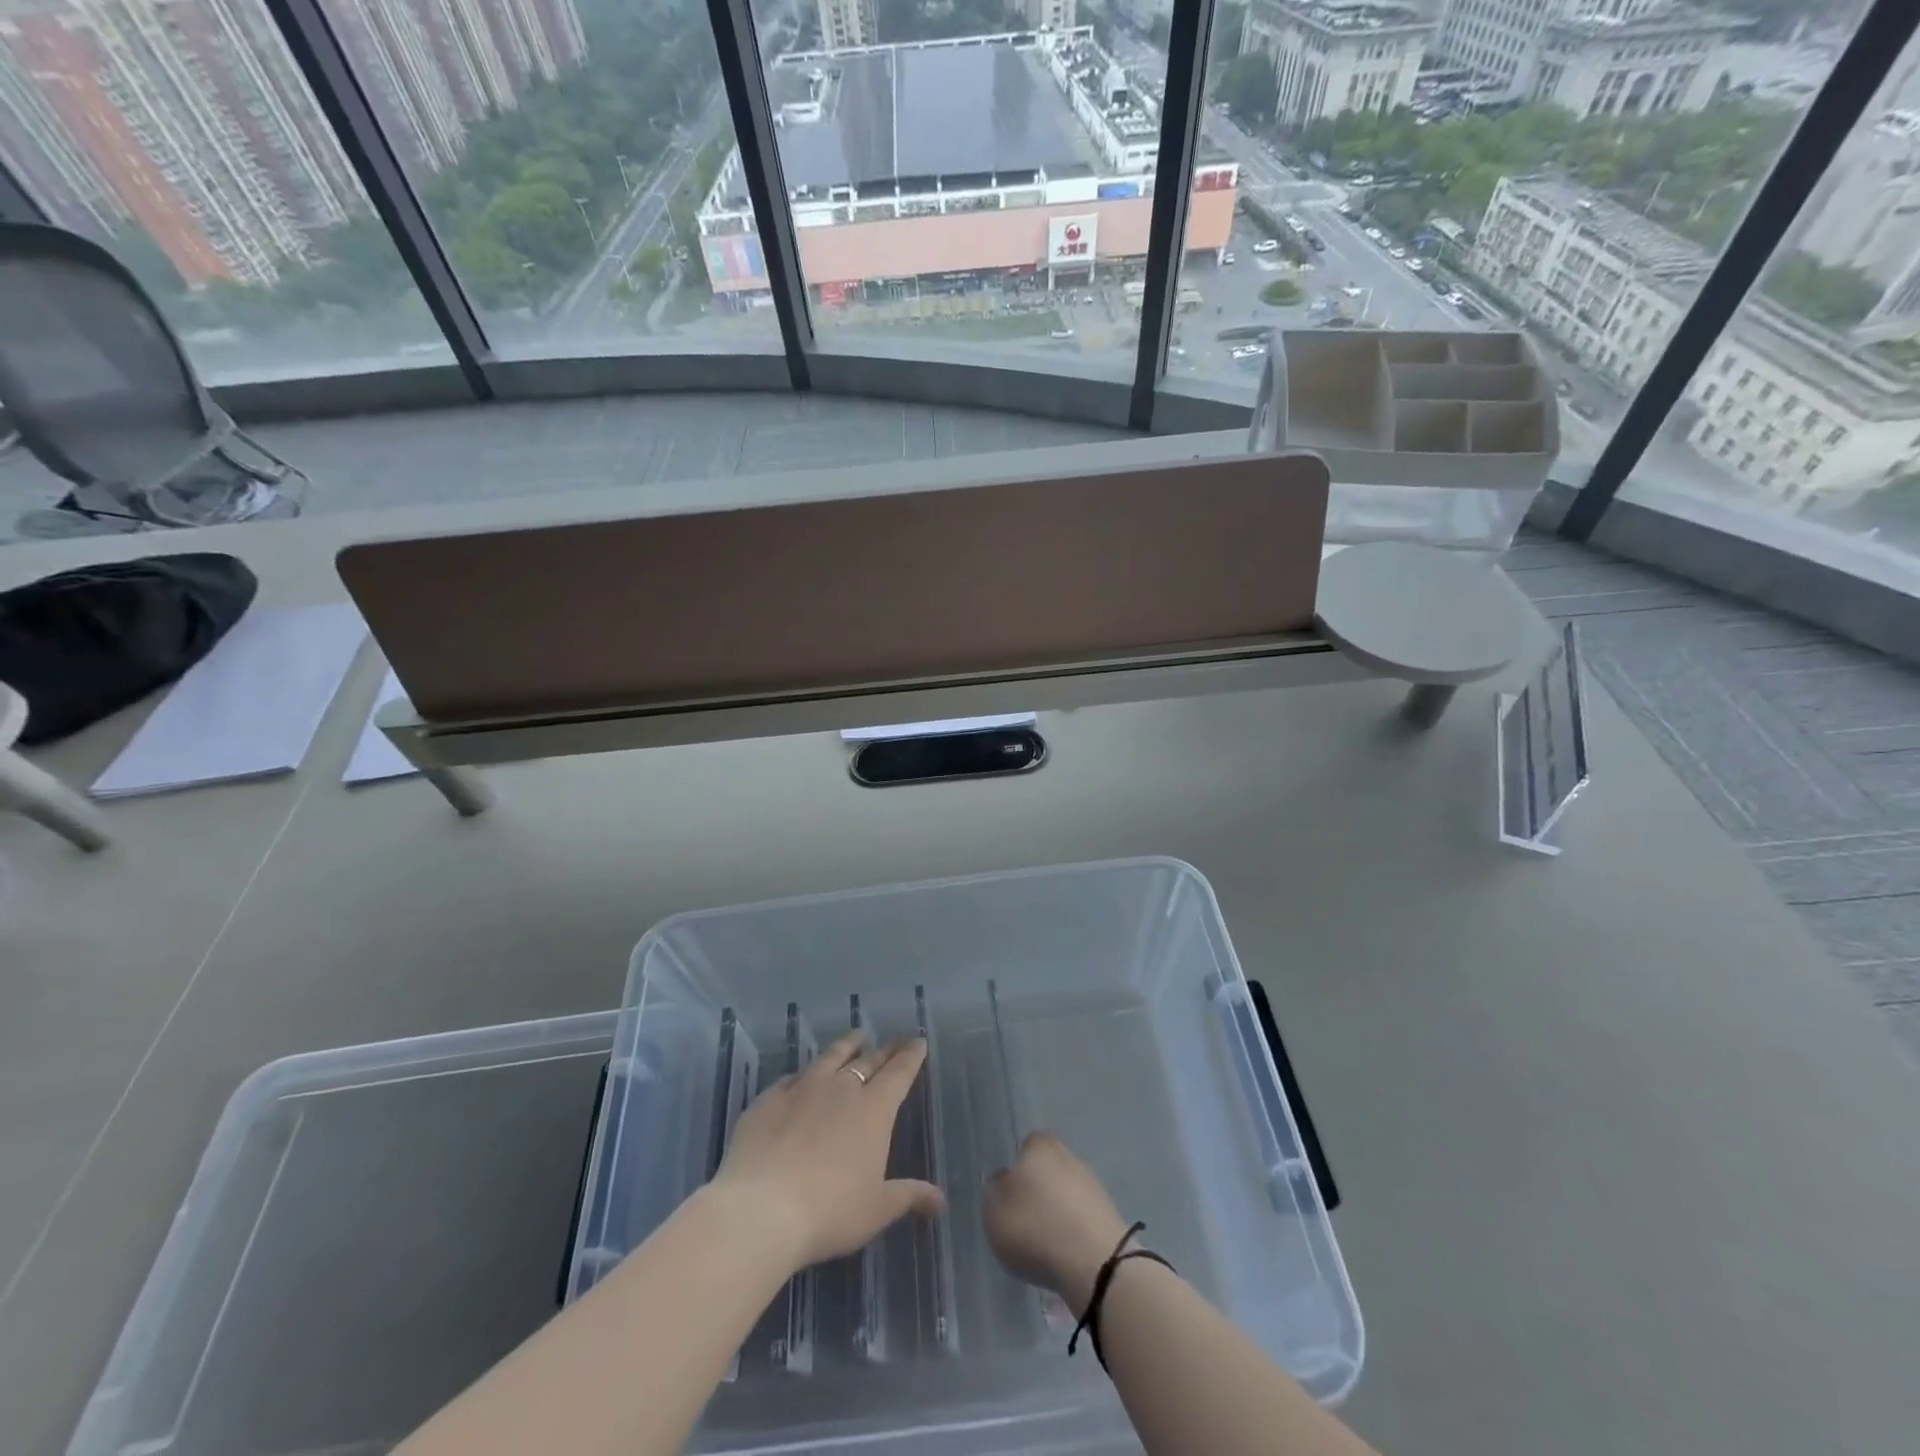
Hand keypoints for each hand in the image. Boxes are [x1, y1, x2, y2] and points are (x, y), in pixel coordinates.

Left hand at [710, 1031, 944, 1272]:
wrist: (761, 1209)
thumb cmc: (829, 1211)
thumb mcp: (876, 1210)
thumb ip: (908, 1197)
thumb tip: (941, 1200)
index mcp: (873, 1110)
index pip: (898, 1073)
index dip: (910, 1057)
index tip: (918, 1041)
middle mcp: (840, 1089)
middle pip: (867, 1061)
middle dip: (884, 1050)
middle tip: (894, 1042)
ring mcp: (802, 1089)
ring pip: (830, 1057)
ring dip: (847, 1045)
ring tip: (856, 1036)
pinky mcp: (768, 1099)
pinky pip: (791, 1078)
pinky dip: (803, 1075)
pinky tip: (801, 1077)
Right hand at [983, 1132, 1132, 1316]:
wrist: (1095, 1265)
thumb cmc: (1035, 1227)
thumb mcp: (994, 1210)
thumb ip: (995, 1190)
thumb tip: (1005, 1181)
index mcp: (1041, 1146)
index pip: (1027, 1146)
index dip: (1017, 1167)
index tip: (1010, 1194)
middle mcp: (1070, 1157)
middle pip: (1049, 1170)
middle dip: (1038, 1191)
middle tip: (1024, 1220)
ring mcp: (1094, 1186)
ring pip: (1067, 1195)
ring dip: (1057, 1213)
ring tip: (1044, 1245)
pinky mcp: (1110, 1217)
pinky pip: (1082, 1220)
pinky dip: (1073, 1233)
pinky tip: (1065, 1255)